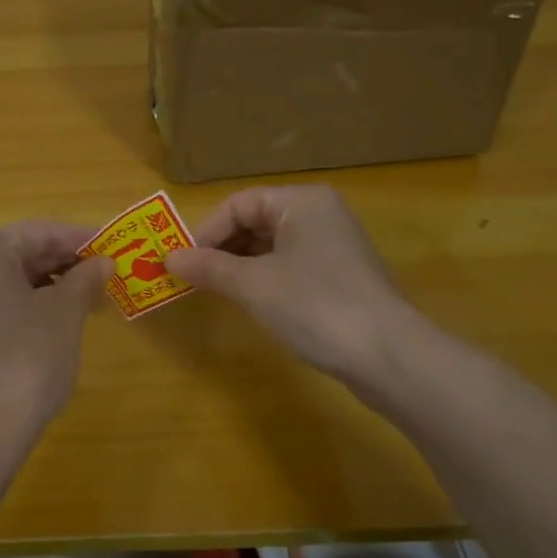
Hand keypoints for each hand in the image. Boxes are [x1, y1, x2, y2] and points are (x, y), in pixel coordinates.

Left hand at [0, 221, 111, 431]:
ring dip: (50, 287)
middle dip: (65, 263)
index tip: (112, 247)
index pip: (38, 232)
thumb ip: (85, 279)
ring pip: (9, 283)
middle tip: (104, 276)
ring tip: (88, 302)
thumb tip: (103, 263)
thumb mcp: (65, 312)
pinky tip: (58, 325)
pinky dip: (29, 308)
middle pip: (20, 254)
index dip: (78, 238)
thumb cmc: (28, 354)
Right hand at [166, 185, 416, 381]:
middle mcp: (320, 213)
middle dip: (222, 248)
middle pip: (256, 220)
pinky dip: (265, 277)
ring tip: (216, 291)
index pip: (239, 204)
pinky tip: (251, 301)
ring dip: (241, 265)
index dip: (206, 232)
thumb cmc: (315, 306)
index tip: (183, 264)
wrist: (388, 356)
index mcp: (302, 201)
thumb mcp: (254, 285)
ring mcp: (334, 244)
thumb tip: (168, 258)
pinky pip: (290, 264)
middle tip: (194, 278)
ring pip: (272, 245)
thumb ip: (209, 267)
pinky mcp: (341, 275)